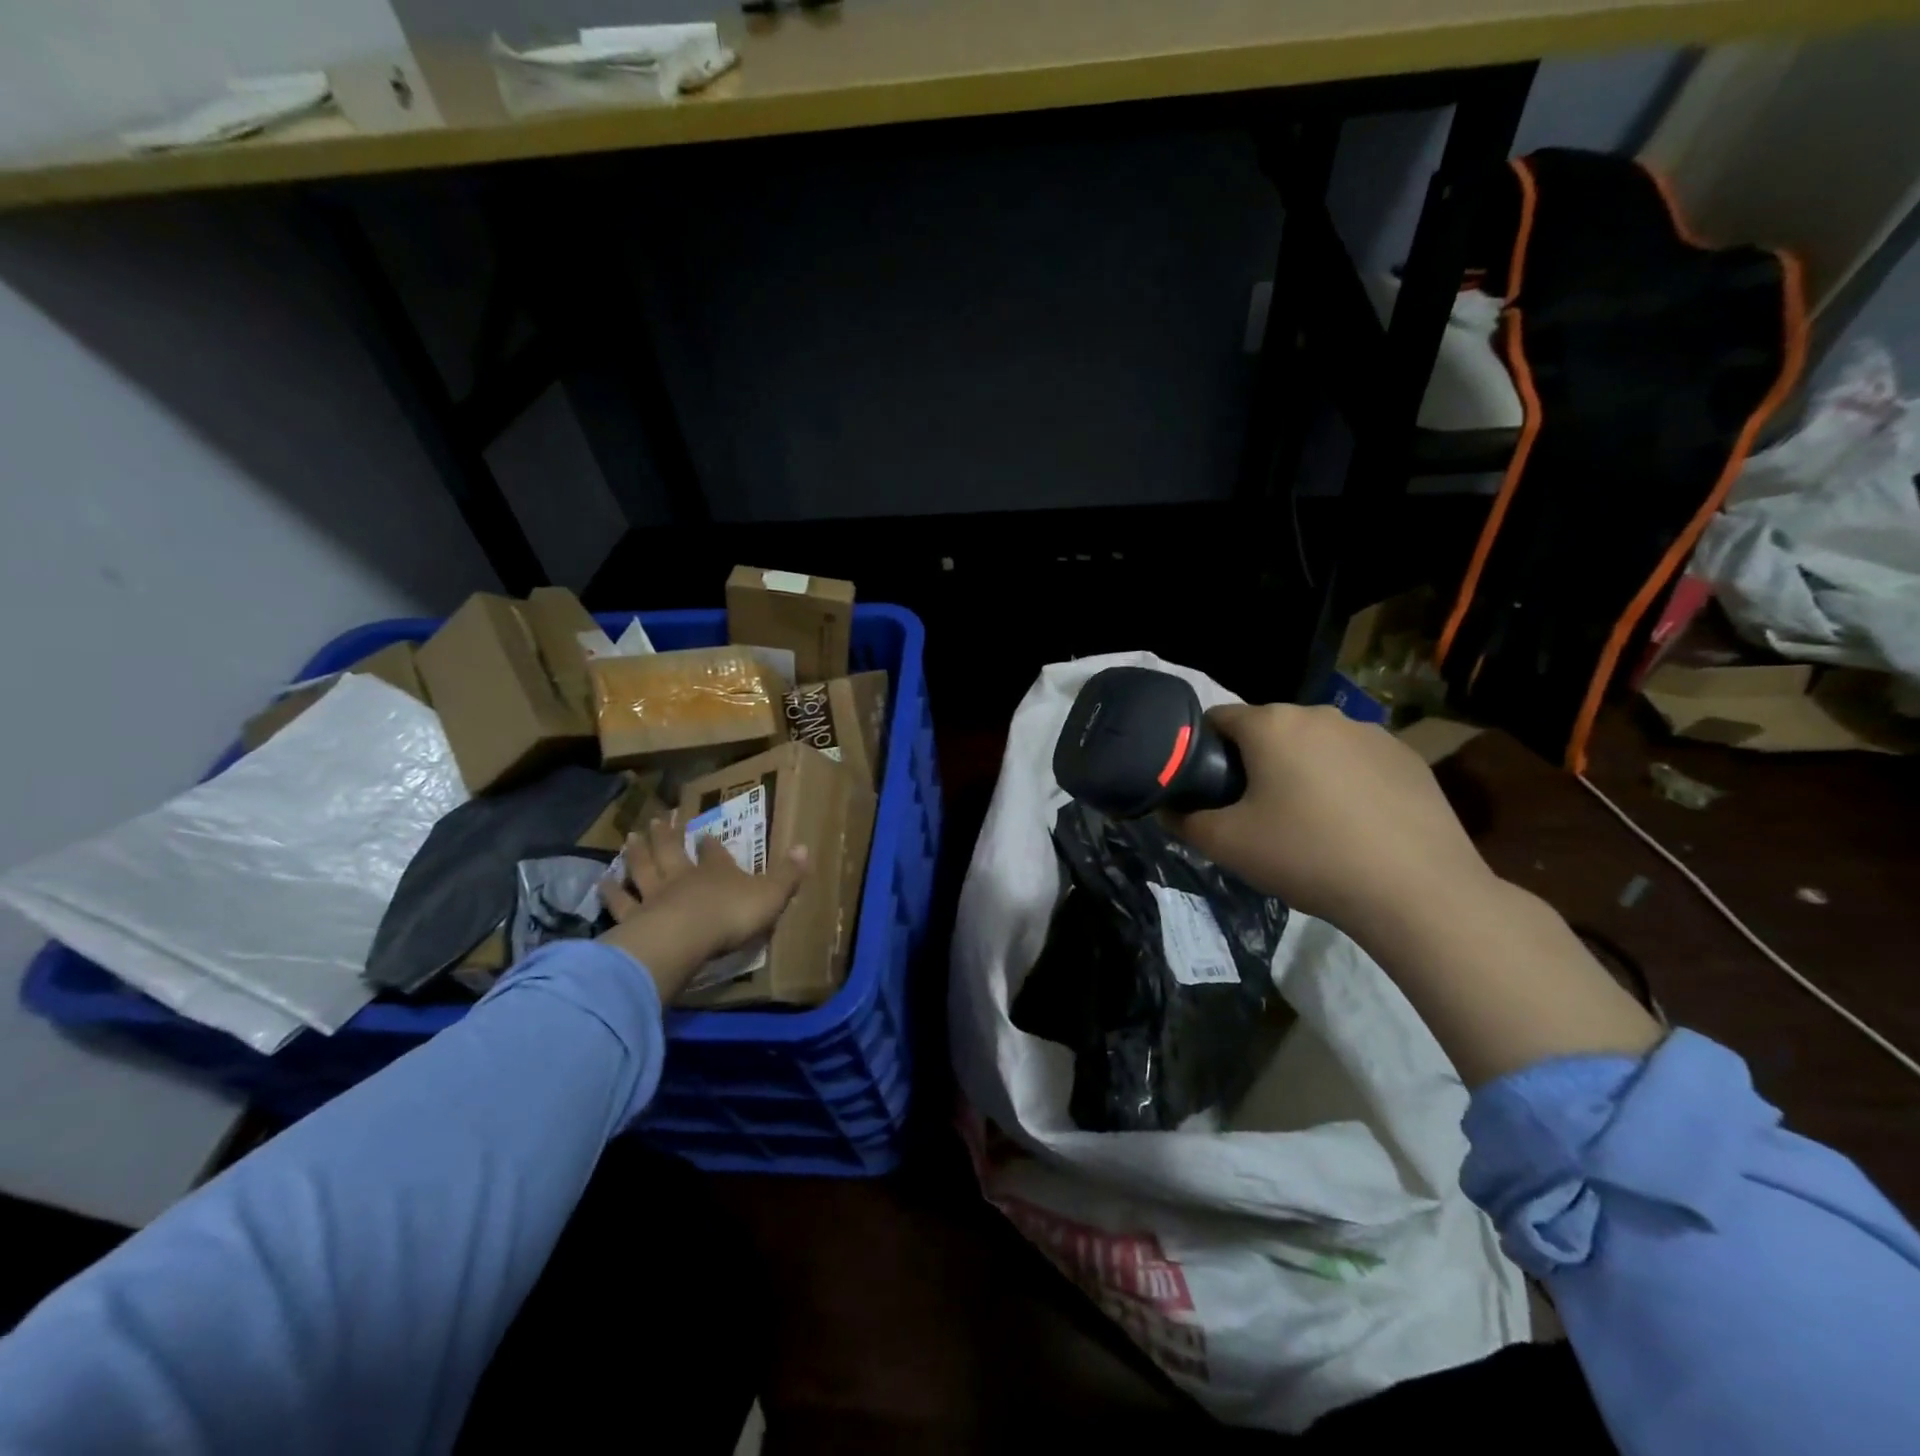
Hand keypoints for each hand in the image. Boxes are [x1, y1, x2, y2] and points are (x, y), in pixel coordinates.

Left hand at [598, 816, 807, 1003]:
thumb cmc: (731, 915)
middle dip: (667, 834)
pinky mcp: (634, 918)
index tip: (703, 831)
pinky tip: (601, 883)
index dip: (709, 842)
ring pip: (643, 869)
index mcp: (716, 870)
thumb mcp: (771, 895)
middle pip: (671, 850)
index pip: (712, 851)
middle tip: (658, 819)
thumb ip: (787, 874)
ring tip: (629, 838)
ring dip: (636, 853)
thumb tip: (805, 847)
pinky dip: (610, 893)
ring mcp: (654, 896)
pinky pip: (621, 903)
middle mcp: (682, 876)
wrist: (685, 938)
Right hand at [1167, 704, 1659, 1083]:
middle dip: (1252, 761)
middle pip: (1267, 729)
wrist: (1417, 892)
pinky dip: (1343, 782)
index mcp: (1272, 724)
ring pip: (1313, 744)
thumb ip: (1183, 821)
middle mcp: (1320, 714)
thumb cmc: (1307, 856)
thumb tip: (1167, 808)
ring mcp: (1371, 732)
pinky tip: (1352, 825)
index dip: (1201, 751)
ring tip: (1306, 821)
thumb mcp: (1227, 846)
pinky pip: (1355, 761)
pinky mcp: (1408, 757)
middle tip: (1252, 812)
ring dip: (1299, 769)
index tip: (1206, 789)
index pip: (1216, 718)